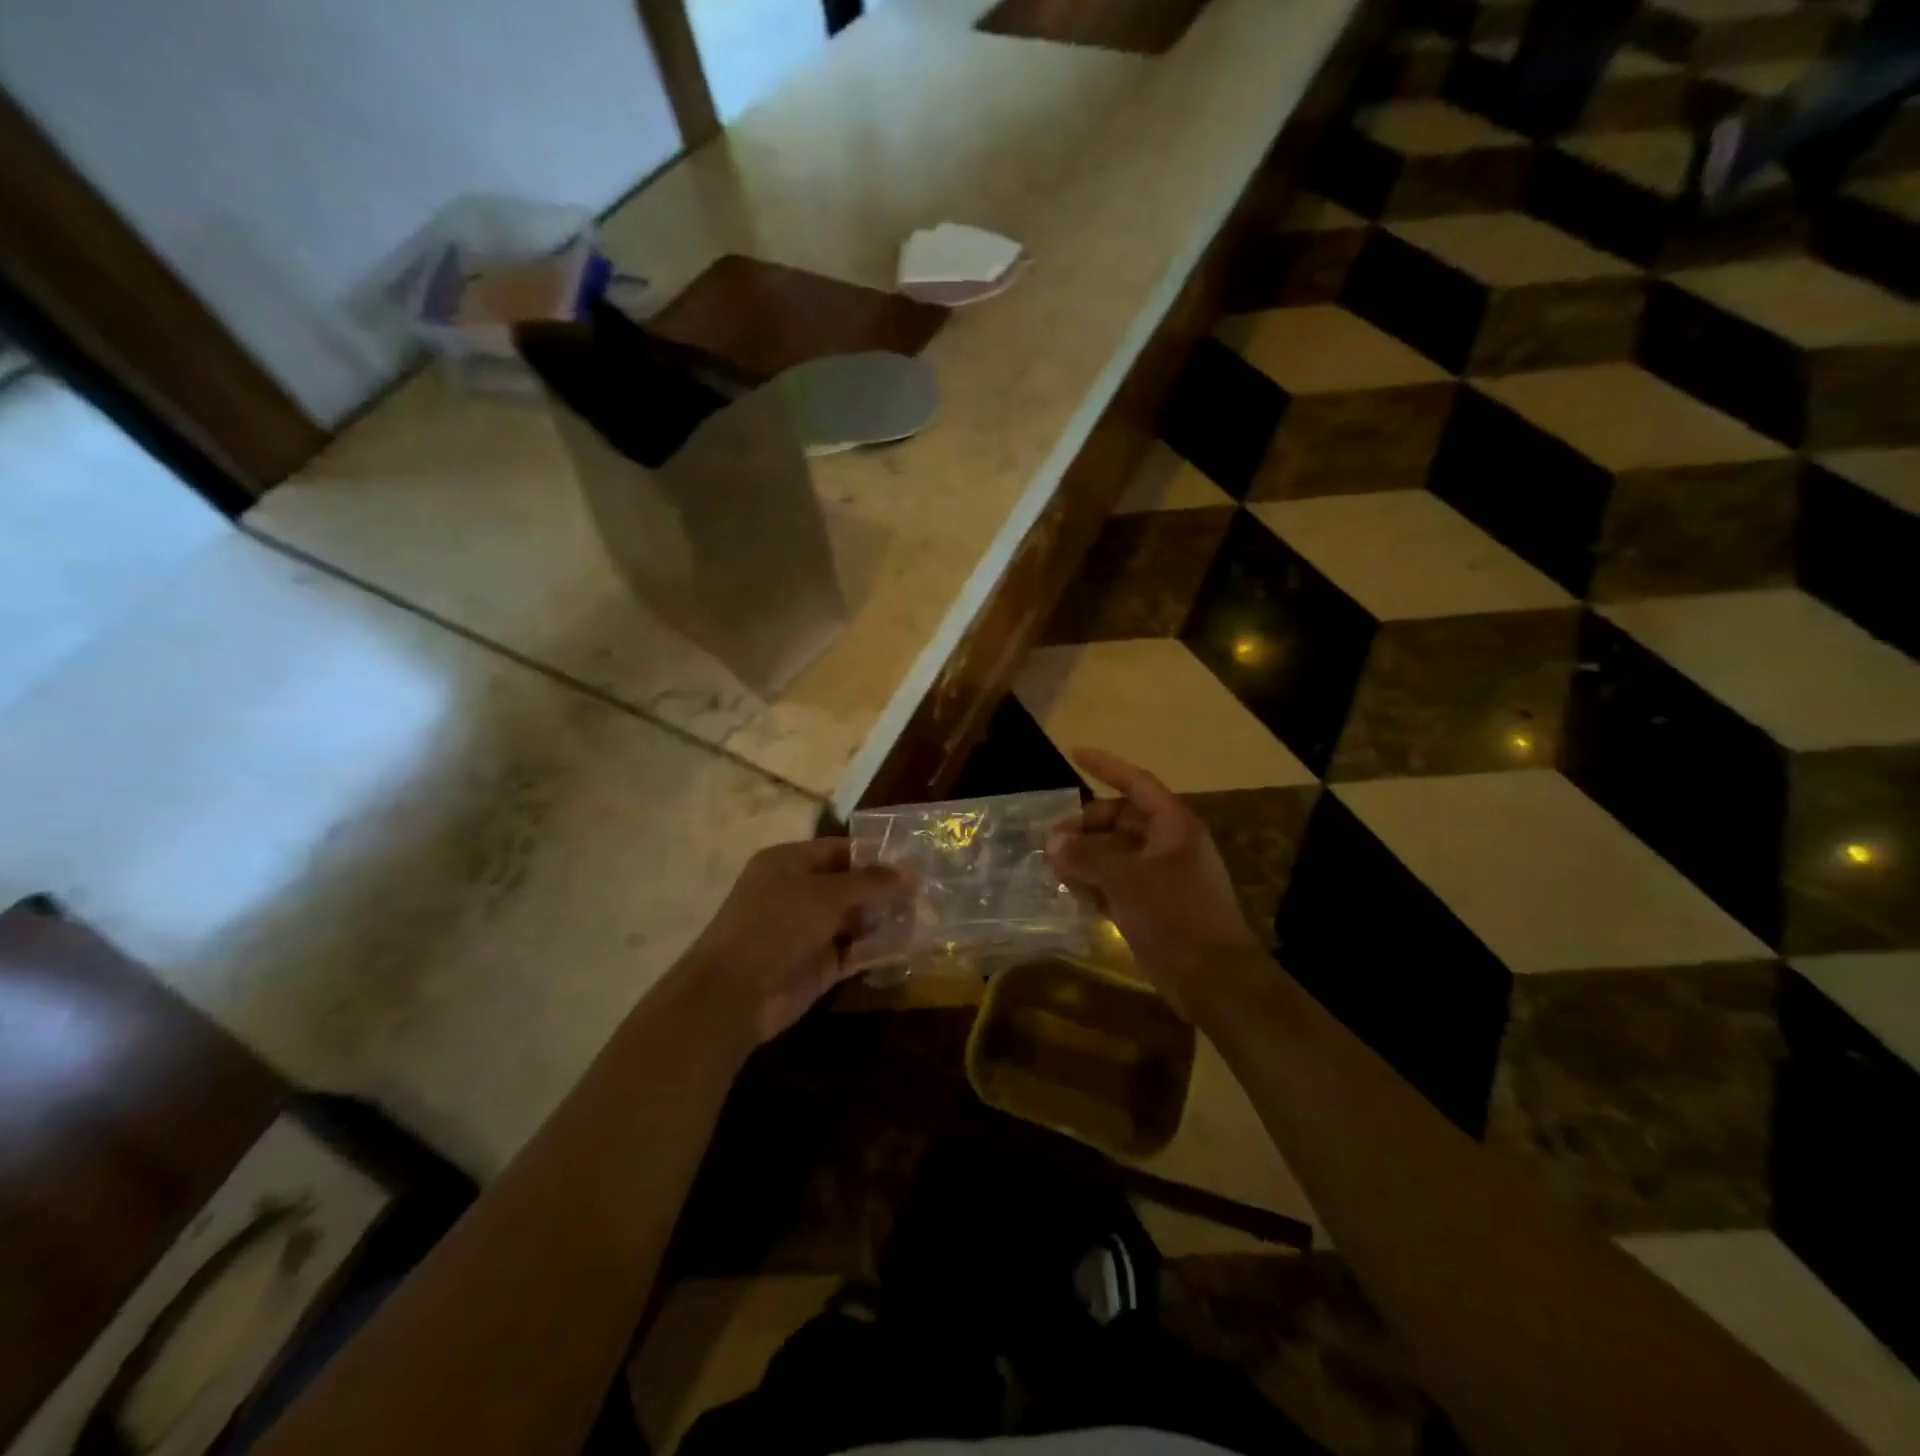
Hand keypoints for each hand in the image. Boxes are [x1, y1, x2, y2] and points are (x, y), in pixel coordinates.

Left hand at [677, 838, 911, 1044]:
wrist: (735, 994)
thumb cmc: (776, 926)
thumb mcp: (825, 895)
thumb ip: (870, 882)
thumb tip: (911, 873)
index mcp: (790, 863)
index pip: (840, 850)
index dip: (876, 854)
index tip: (915, 860)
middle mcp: (799, 892)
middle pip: (850, 885)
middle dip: (886, 888)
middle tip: (930, 889)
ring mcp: (808, 931)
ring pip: (855, 919)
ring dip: (885, 918)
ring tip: (927, 914)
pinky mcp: (819, 965)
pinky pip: (855, 951)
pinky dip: (878, 948)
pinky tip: (909, 944)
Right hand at [1047, 748, 1259, 1015]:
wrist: (1215, 980)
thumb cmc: (1176, 916)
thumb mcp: (1126, 881)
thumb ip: (1087, 856)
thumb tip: (1053, 840)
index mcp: (1173, 826)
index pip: (1136, 783)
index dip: (1106, 767)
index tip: (1075, 754)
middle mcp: (1169, 845)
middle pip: (1122, 820)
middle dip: (1087, 824)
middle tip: (1053, 840)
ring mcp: (1163, 877)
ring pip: (1117, 853)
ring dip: (1087, 857)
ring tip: (1055, 867)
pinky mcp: (1156, 907)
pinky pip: (1119, 883)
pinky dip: (1096, 884)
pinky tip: (1072, 895)